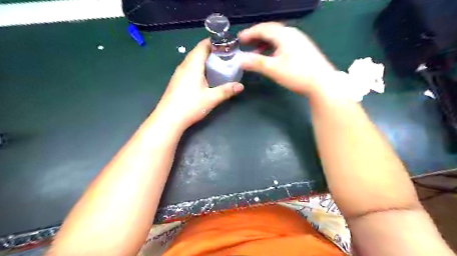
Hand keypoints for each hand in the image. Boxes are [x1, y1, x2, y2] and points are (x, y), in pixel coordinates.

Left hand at [155, 38, 244, 129]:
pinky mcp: (176, 81)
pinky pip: (188, 68)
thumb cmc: (190, 106)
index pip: (202, 46)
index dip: (214, 42)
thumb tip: (241, 86)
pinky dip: (198, 67)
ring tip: (217, 64)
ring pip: (192, 60)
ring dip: (204, 59)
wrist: (168, 118)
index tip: (226, 45)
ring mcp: (178, 73)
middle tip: (225, 55)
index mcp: (193, 65)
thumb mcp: (211, 98)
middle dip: (211, 51)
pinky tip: (204, 76)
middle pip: (197, 51)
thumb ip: (226, 91)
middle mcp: (184, 66)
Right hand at [241, 22, 336, 97]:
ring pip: (277, 37)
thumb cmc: (297, 74)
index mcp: (284, 35)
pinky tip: (271, 56)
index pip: (263, 29)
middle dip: (256, 36)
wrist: (322, 82)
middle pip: (271, 30)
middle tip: (246, 43)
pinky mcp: (303, 48)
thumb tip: (240, 60)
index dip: (250, 33)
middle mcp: (292, 33)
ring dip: (265, 42)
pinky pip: (284, 43)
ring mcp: (299, 40)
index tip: (239, 39)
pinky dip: (273, 47)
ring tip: (256, 51)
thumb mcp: (273, 69)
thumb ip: (256, 63)